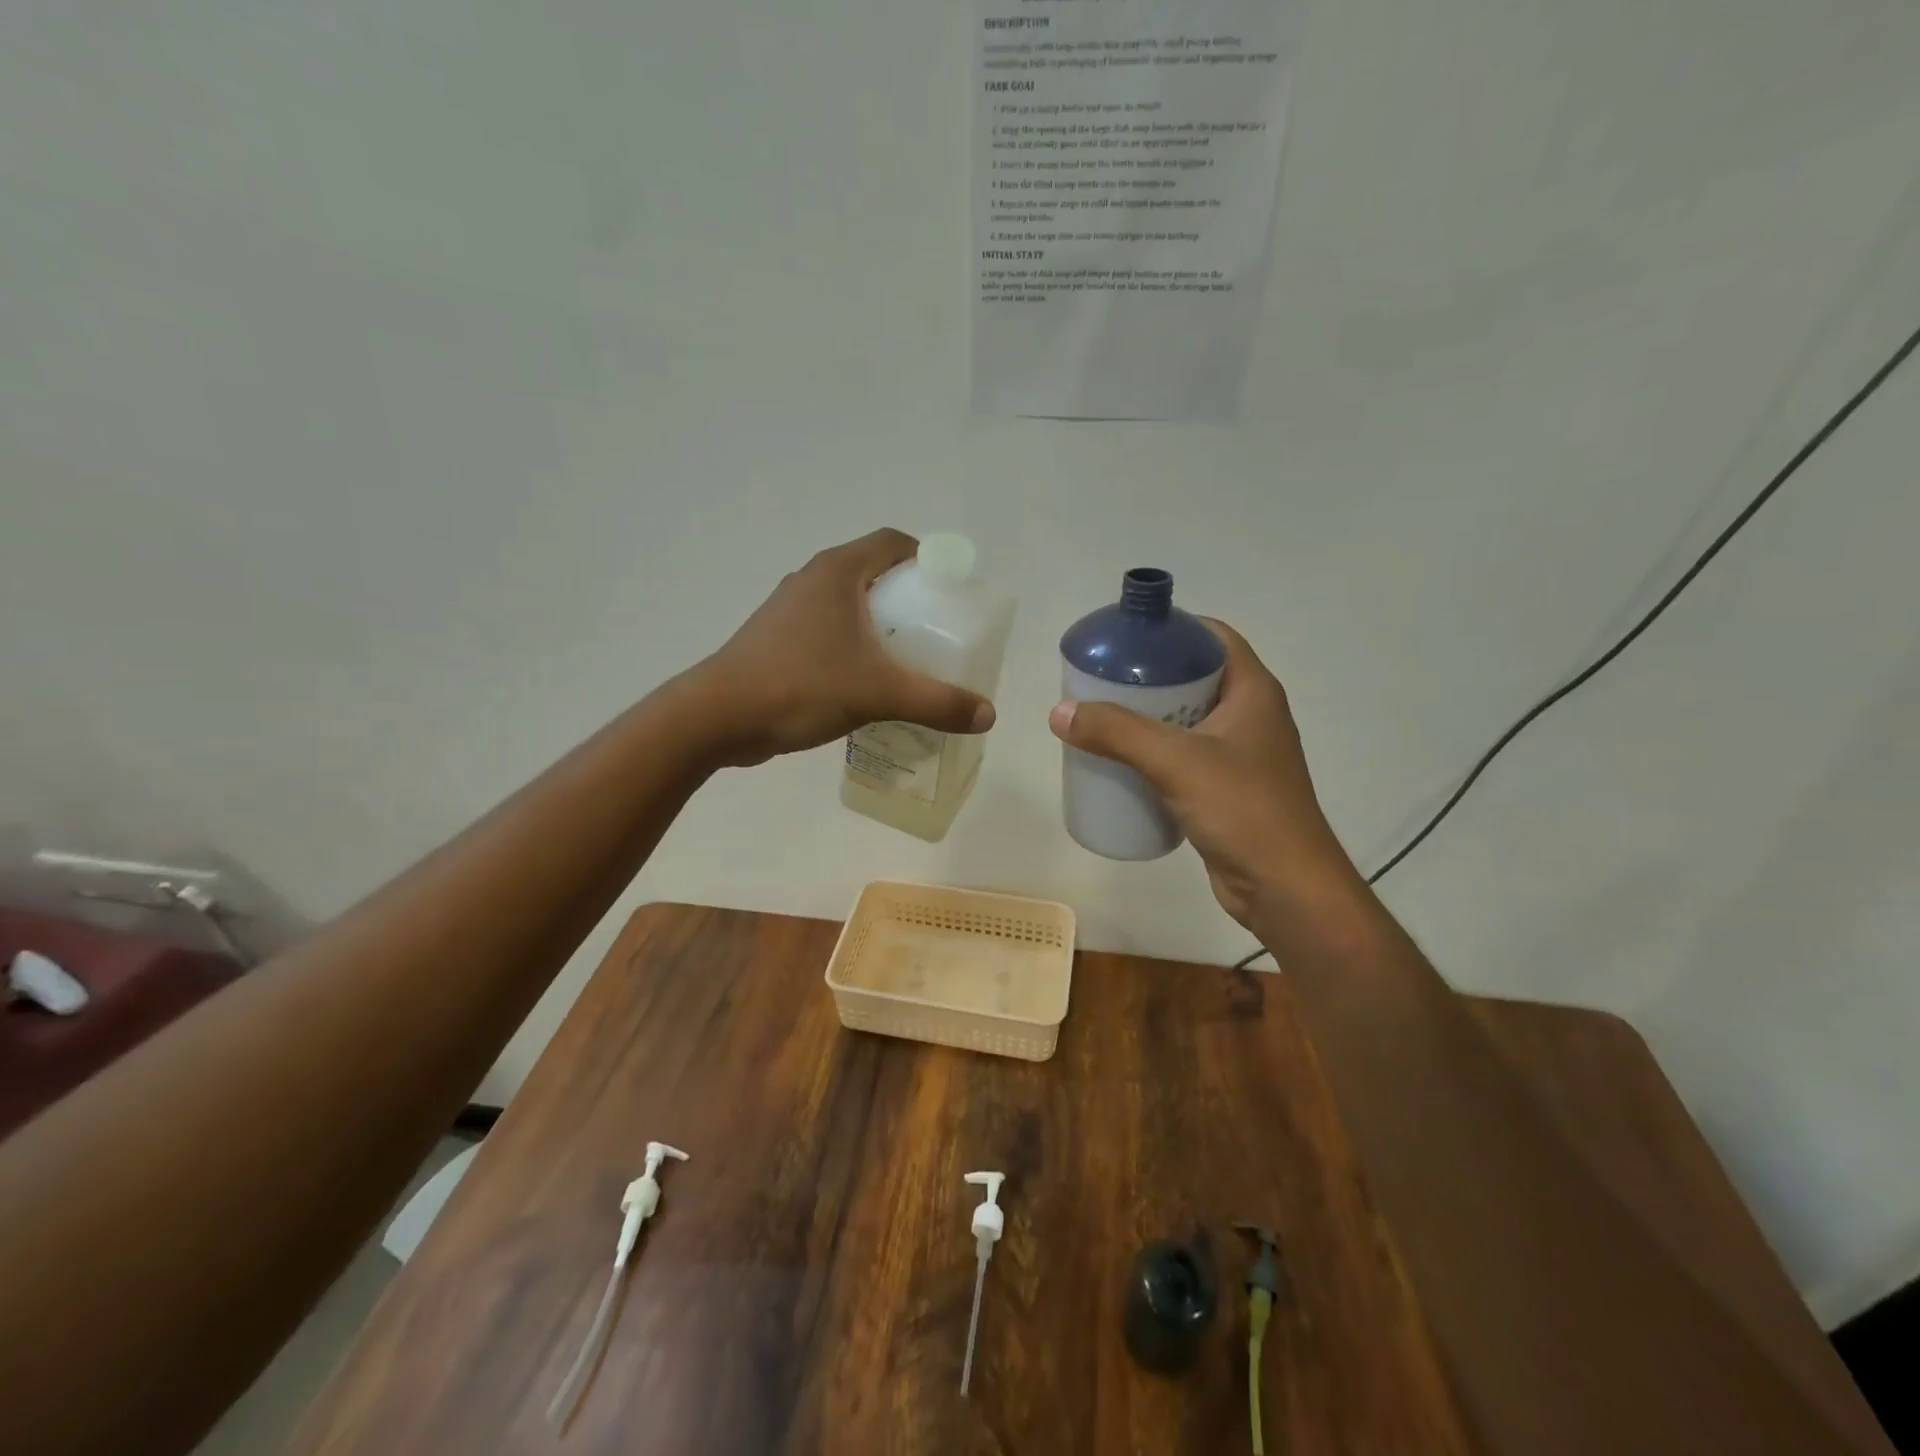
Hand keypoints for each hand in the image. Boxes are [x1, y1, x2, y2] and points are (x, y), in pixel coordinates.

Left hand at [691, 528, 995, 766]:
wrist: (717, 717)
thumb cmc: (800, 687)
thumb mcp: (878, 694)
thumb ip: (936, 702)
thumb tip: (988, 715)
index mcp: (837, 571)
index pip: (894, 543)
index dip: (928, 559)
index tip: (951, 592)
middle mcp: (812, 580)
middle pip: (873, 573)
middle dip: (909, 598)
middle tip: (937, 632)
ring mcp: (789, 610)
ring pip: (848, 605)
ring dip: (879, 624)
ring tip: (908, 659)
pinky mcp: (776, 640)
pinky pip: (828, 631)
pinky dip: (853, 645)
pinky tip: (866, 681)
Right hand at [1047, 620, 1360, 928]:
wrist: (1285, 889)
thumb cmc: (1242, 810)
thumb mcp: (1175, 761)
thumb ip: (1116, 732)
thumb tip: (1060, 711)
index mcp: (1253, 691)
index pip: (1212, 636)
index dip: (1171, 628)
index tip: (1125, 637)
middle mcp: (1250, 716)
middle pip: (1193, 678)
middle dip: (1147, 677)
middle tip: (1100, 681)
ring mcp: (1239, 755)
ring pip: (1185, 721)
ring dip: (1146, 718)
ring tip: (1101, 719)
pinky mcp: (1225, 790)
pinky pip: (1183, 758)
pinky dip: (1153, 754)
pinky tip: (1121, 763)